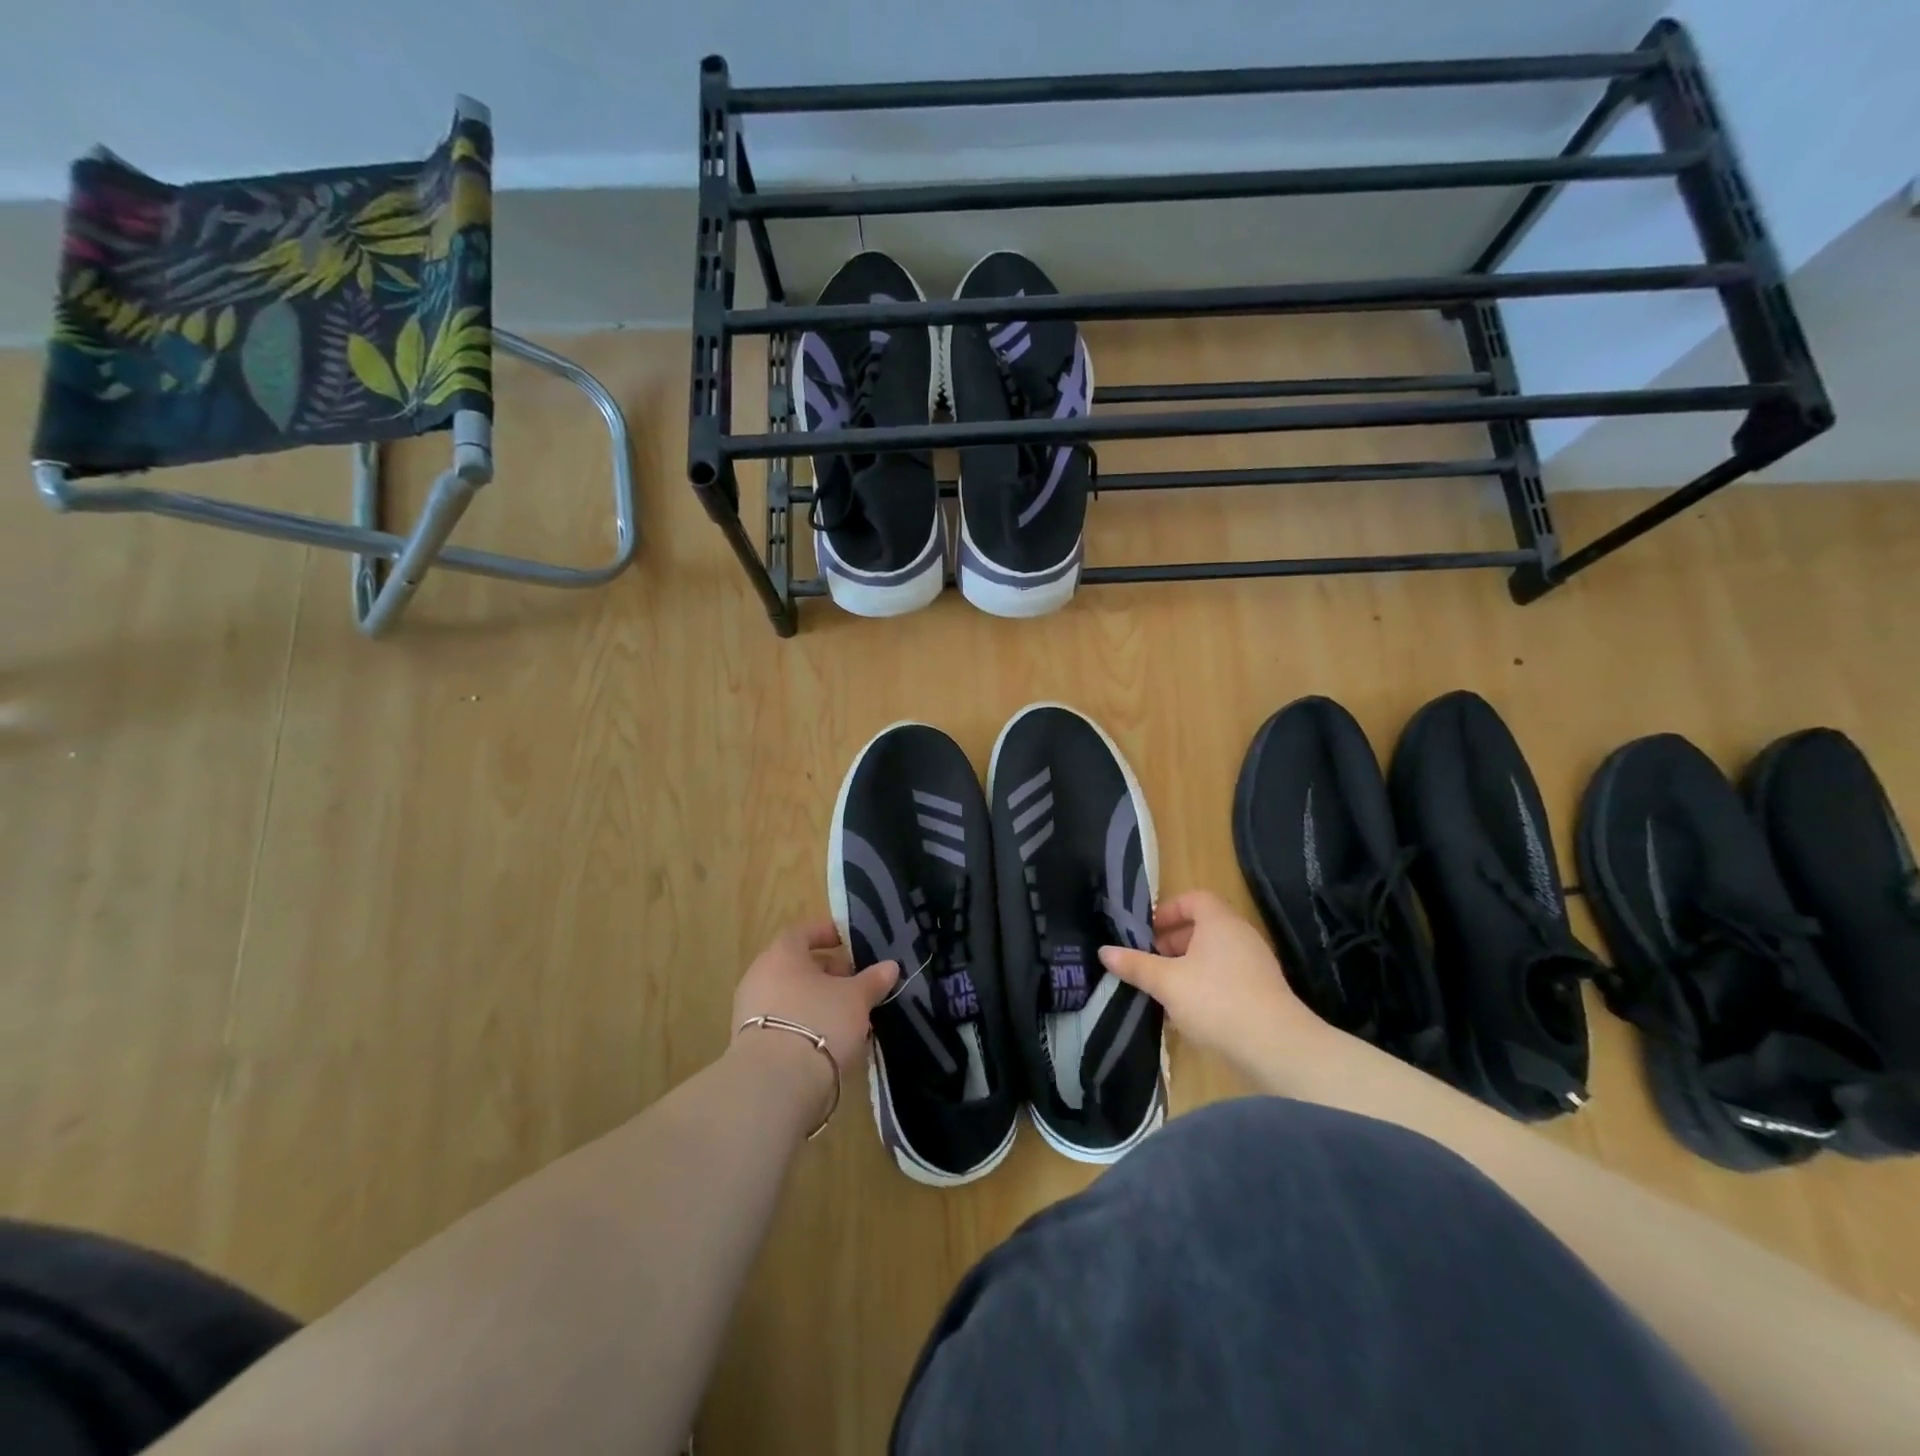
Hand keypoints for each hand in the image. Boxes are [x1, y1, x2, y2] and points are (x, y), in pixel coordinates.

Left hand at [731, 919, 898, 1087]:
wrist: (775, 1083)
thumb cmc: (819, 1022)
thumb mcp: (856, 998)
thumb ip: (873, 980)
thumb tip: (890, 966)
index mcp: (781, 954)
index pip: (803, 932)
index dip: (826, 933)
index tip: (847, 941)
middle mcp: (760, 976)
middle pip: (796, 966)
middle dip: (827, 972)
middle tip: (855, 982)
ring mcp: (750, 1011)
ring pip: (790, 996)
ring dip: (817, 1001)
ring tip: (847, 1015)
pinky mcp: (750, 1044)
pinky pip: (783, 1022)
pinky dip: (805, 1024)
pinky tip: (828, 1040)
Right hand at [1099, 890, 1335, 1081]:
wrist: (1276, 1048)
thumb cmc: (1216, 1001)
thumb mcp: (1167, 983)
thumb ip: (1136, 965)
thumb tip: (1105, 951)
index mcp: (1220, 922)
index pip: (1194, 899)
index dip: (1168, 911)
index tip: (1147, 932)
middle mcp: (1241, 936)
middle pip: (1203, 926)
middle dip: (1173, 941)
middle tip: (1150, 961)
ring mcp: (1256, 964)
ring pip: (1214, 954)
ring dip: (1187, 965)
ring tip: (1164, 989)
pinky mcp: (1263, 992)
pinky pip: (1227, 976)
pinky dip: (1205, 984)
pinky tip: (1189, 1012)